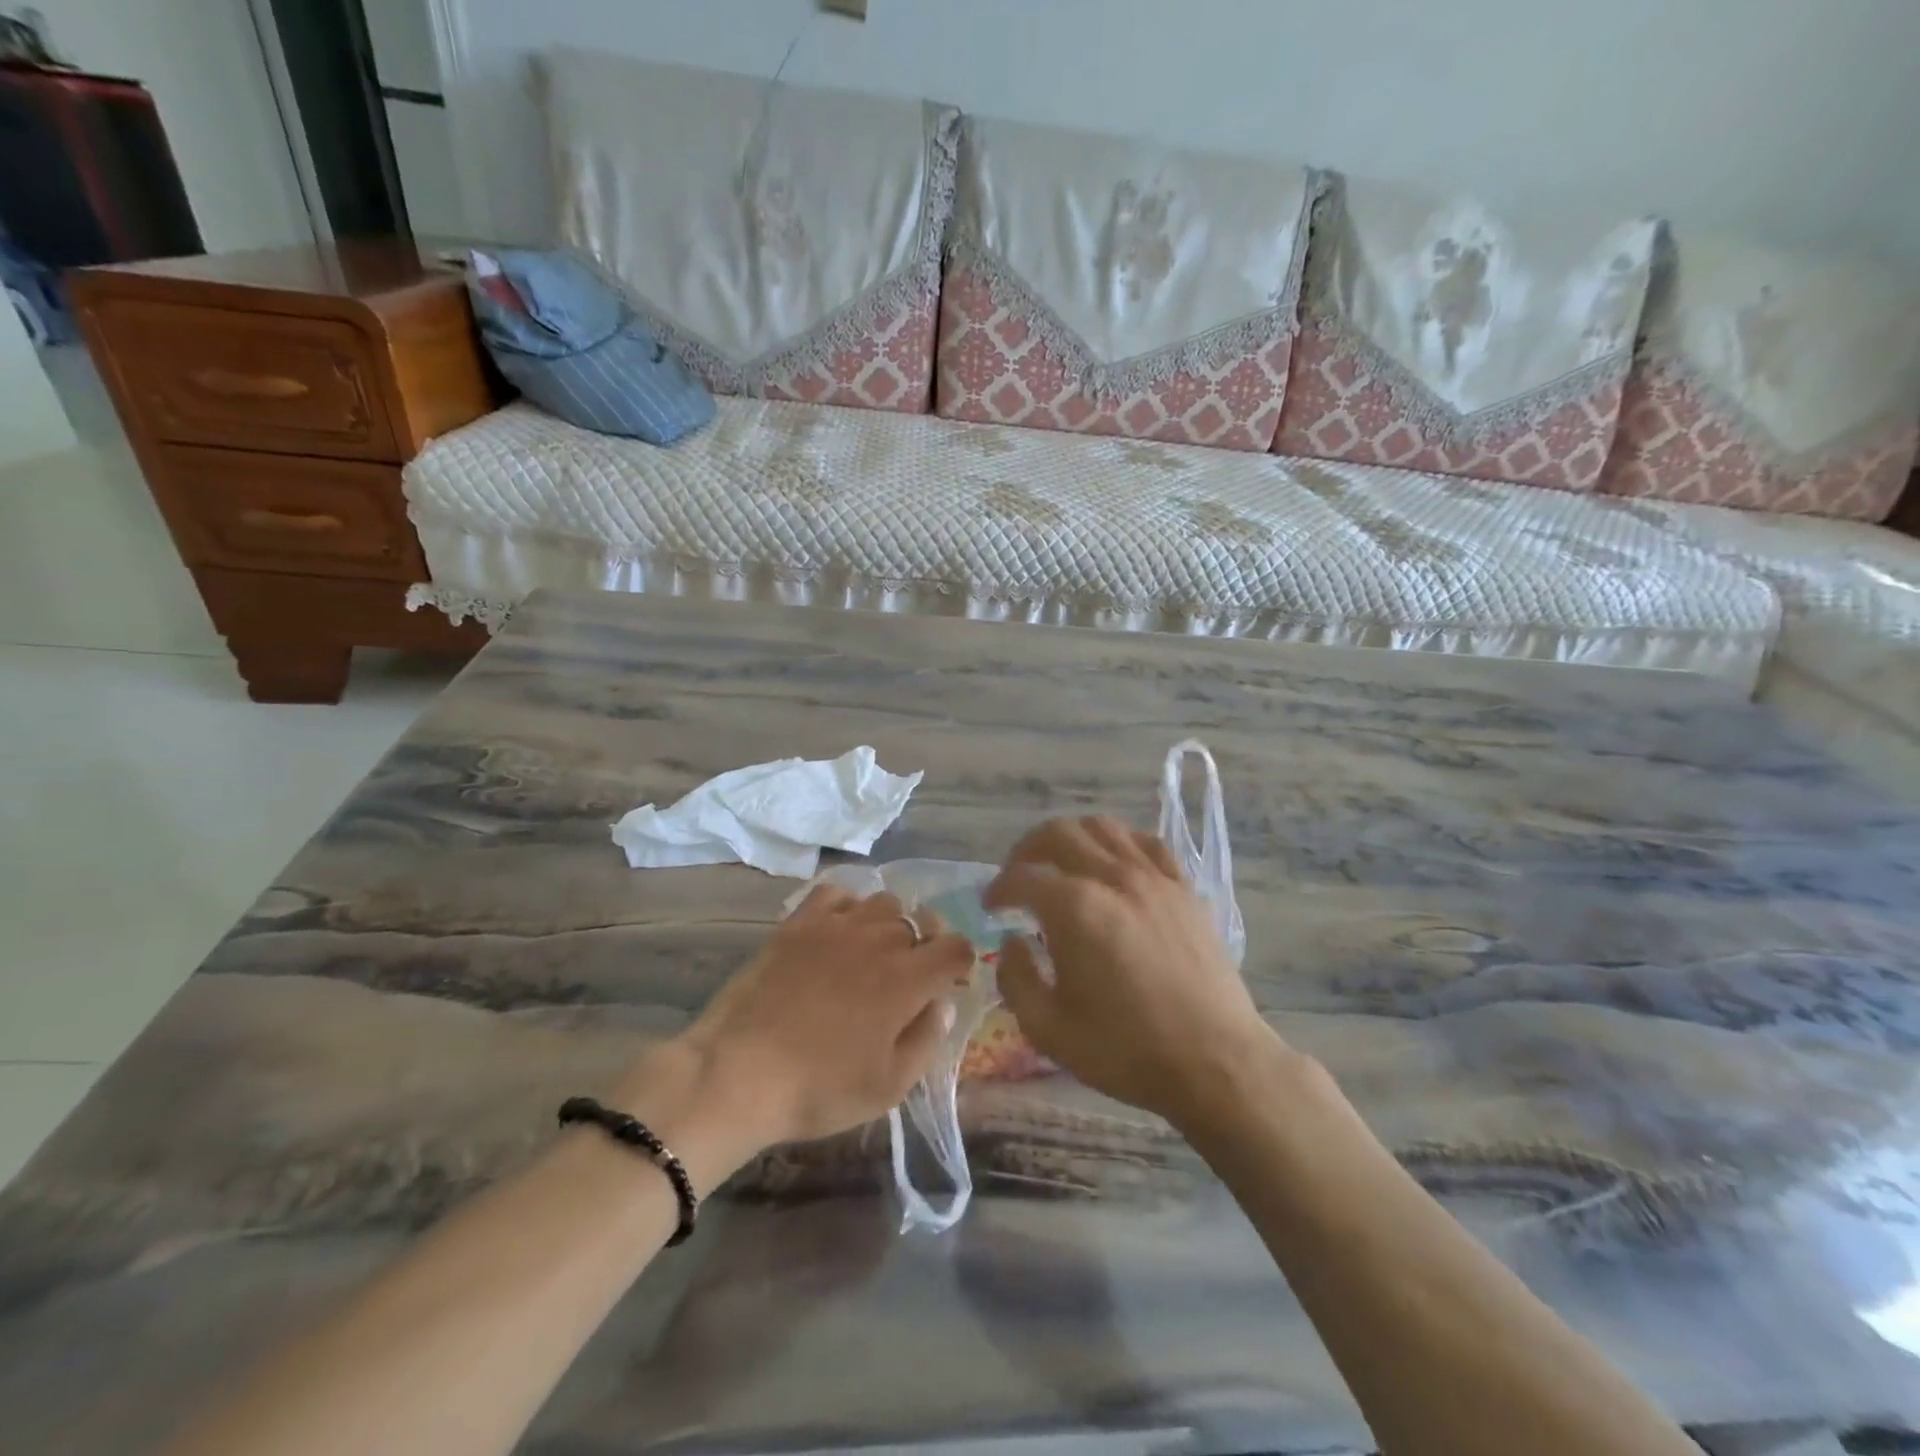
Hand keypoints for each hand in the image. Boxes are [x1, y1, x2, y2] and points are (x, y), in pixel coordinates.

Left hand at [664, 886, 973, 1150]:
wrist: (738, 1072)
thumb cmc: (819, 1089)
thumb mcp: (888, 1086)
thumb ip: (926, 1040)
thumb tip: (941, 1003)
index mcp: (908, 979)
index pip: (956, 947)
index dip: (959, 962)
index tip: (947, 982)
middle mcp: (879, 940)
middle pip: (920, 922)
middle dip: (925, 945)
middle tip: (907, 976)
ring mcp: (837, 925)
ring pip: (883, 902)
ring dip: (889, 923)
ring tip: (872, 951)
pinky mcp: (799, 922)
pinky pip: (837, 893)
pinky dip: (847, 906)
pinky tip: (837, 932)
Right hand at [984, 816, 1278, 1125]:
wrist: (1215, 1062)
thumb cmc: (1126, 1050)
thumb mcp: (1049, 1029)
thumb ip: (1016, 978)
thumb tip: (1011, 942)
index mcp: (1074, 908)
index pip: (1021, 877)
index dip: (997, 889)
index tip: (990, 907)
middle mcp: (1112, 877)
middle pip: (1058, 834)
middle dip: (1026, 851)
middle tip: (1017, 878)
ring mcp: (1153, 878)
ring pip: (1103, 827)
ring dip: (1071, 838)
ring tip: (1061, 864)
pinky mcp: (1183, 889)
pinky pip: (1146, 844)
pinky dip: (1120, 844)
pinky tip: (1114, 866)